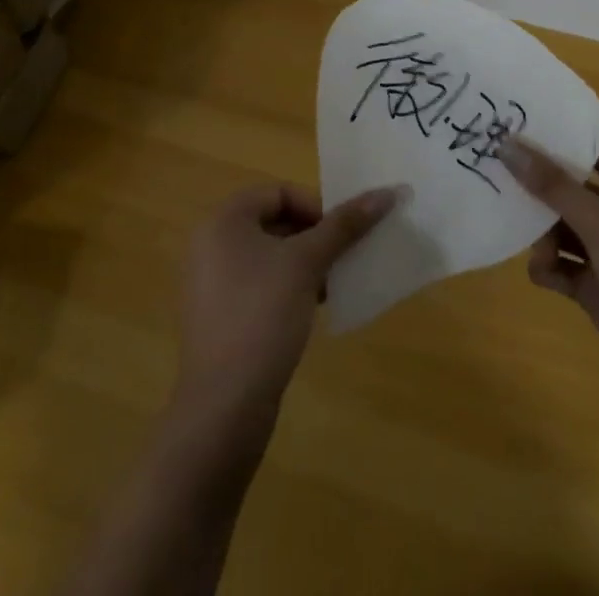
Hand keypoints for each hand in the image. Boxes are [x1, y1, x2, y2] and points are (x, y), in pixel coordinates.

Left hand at [176, 183, 396, 416]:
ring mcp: (212, 282)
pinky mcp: (219, 316)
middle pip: (274, 221)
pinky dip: (288, 288)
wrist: (224, 407)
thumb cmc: (262, 316)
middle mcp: (211, 243)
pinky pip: (259, 285)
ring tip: (332, 285)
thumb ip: (344, 225)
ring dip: (305, 263)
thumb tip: (387, 192)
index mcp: (223, 220)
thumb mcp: (307, 263)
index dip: (315, 207)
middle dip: (313, 237)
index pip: (279, 192)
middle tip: (342, 259)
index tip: (341, 235)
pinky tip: (312, 309)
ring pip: (269, 255)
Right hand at [500, 137, 598, 429]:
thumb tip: (507, 144)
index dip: (561, 135)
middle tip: (500, 177)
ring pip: (565, 227)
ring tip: (535, 247)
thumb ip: (552, 184)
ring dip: (544, 234)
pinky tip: (542, 276)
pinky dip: (551, 268)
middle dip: (542, 187)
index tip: (517, 123)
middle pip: (574, 187)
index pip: (597, 147)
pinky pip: (565, 266)